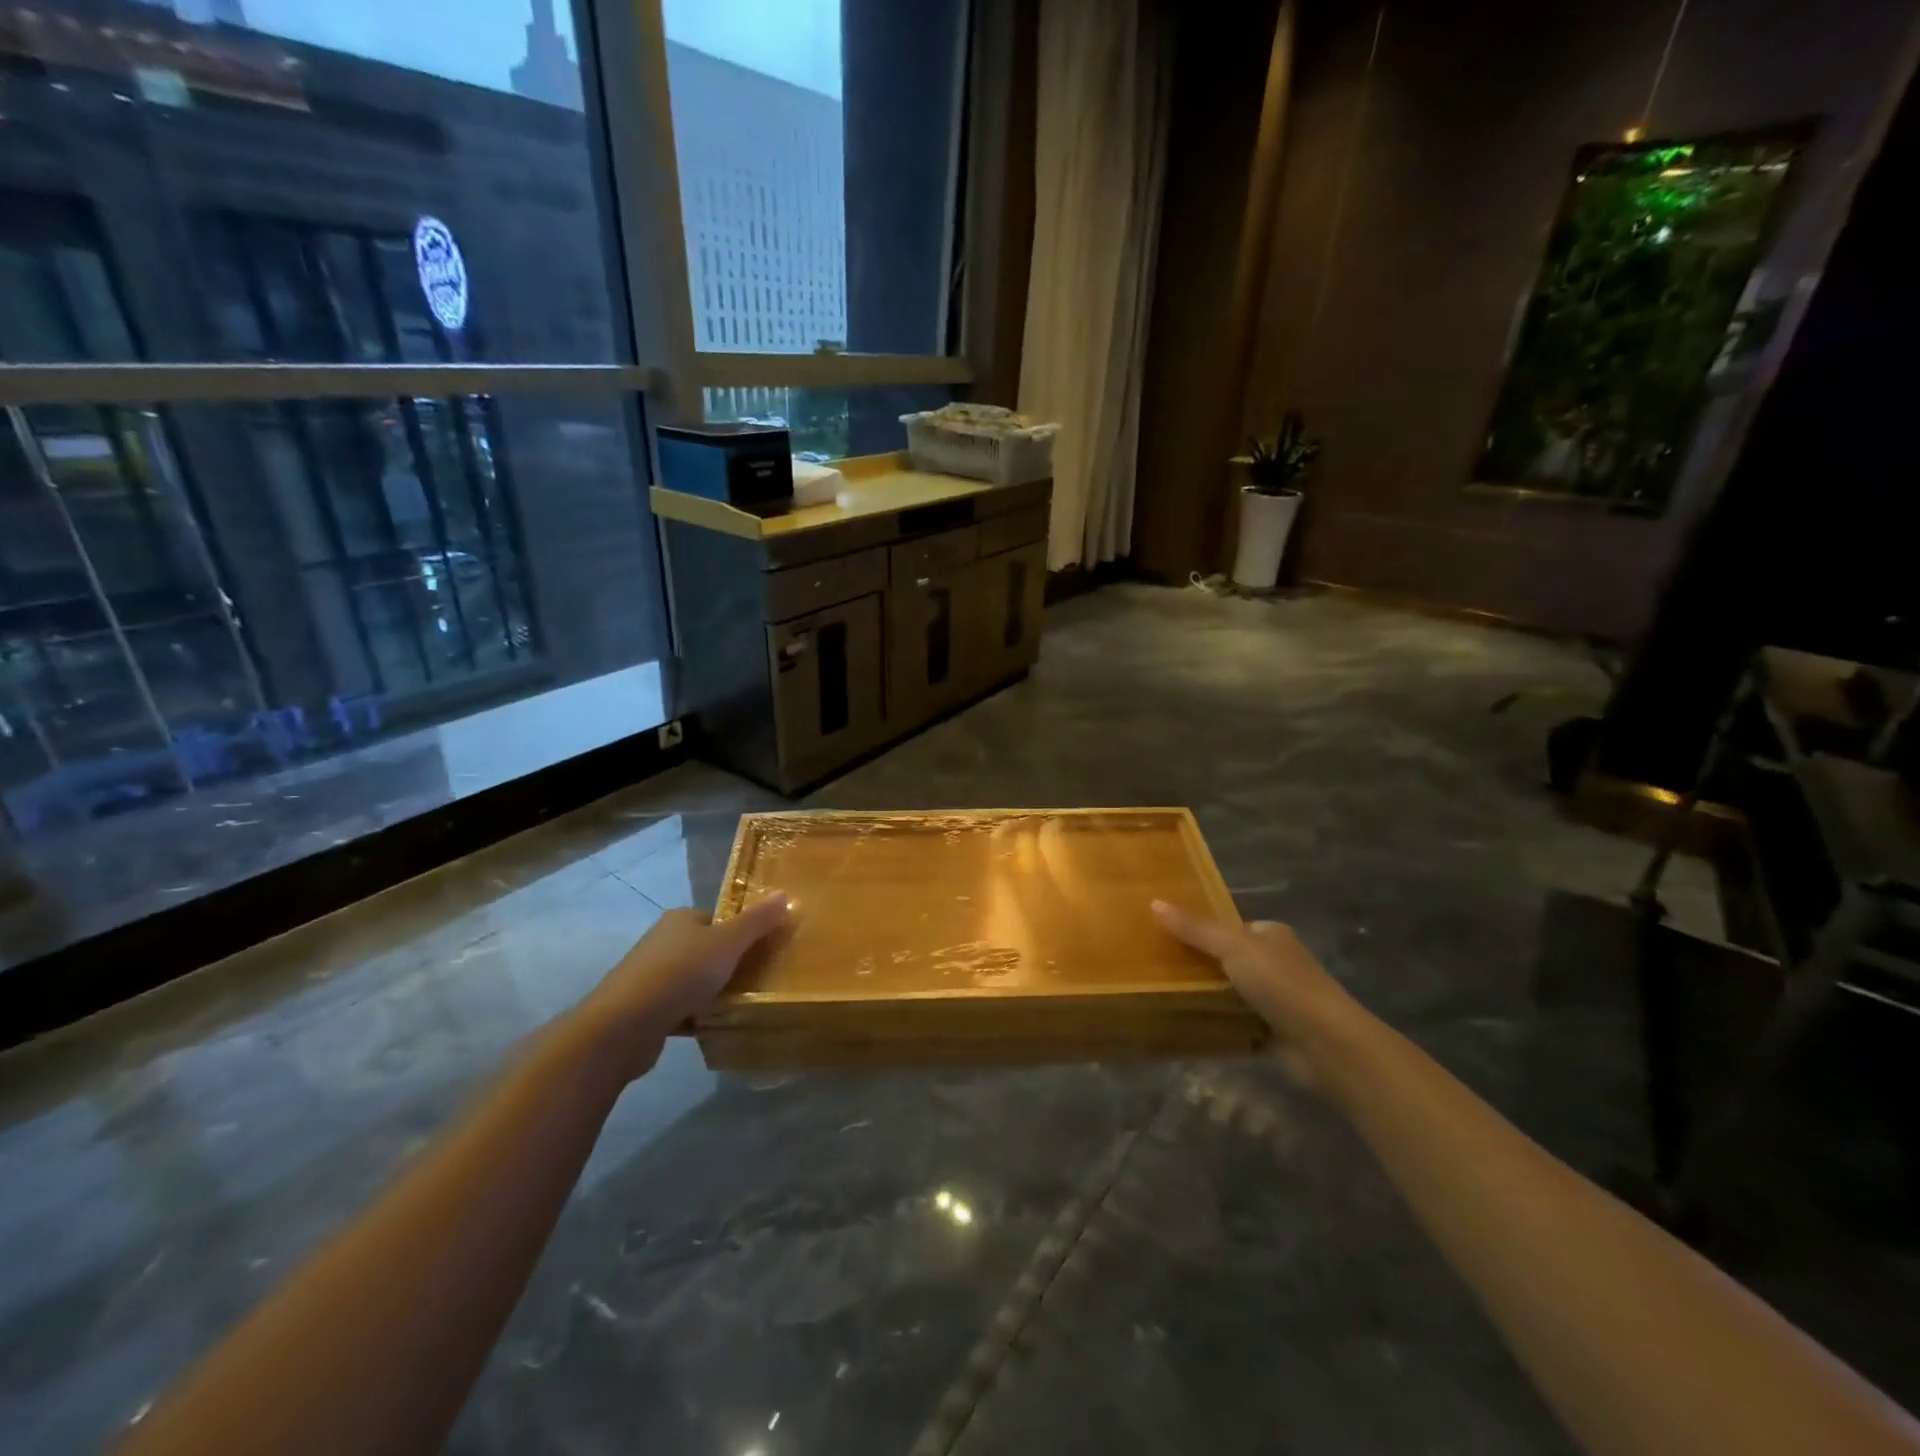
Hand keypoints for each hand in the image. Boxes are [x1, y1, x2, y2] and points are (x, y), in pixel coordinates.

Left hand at [577, 895, 787, 1080]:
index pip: (719, 919)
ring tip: (741, 1006)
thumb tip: (785, 894)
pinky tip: (713, 1027)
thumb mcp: (728, 942)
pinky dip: (696, 1016)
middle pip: (707, 949)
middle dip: (729, 964)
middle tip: (759, 980)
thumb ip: (757, 921)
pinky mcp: (645, 1010)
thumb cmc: (680, 973)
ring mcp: (650, 977)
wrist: (624, 1025)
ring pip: (693, 980)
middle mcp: (663, 942)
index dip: (742, 932)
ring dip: (713, 992)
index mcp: (681, 919)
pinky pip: (680, 1008)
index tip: (764, 951)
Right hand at [1151, 900, 1364, 1077]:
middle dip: (1200, 965)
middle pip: (1229, 959)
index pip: (1229, 927)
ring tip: (1165, 995)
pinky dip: (1220, 1024)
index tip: (1165, 936)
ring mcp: (1278, 999)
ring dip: (1208, 996)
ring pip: (1232, 992)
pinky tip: (1191, 1025)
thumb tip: (1154, 902)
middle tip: (1158, 968)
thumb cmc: (1282, 984)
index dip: (1199, 930)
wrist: (1327, 1043)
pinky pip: (1239, 1022)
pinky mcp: (1276, 1031)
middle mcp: (1277, 963)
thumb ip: (1195, 929)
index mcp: (1271, 935)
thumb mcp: (1233, 947)